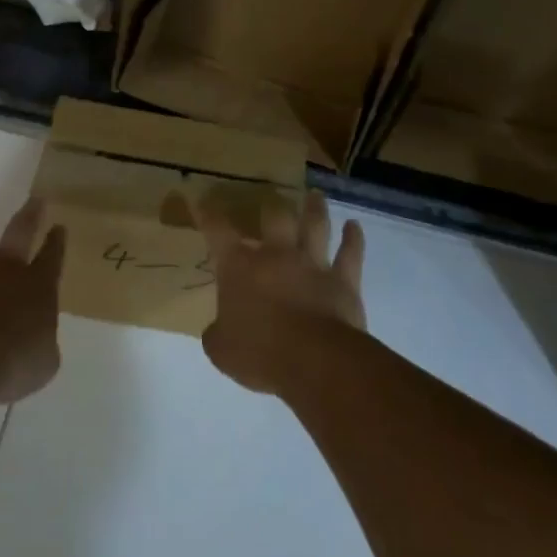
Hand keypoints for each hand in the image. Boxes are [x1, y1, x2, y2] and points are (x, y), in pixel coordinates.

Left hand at [0, 200, 64, 403]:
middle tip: (35, 200)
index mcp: (37, 286)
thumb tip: (36, 341)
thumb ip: (41, 345)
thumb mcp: (43, 362)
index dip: (57, 241)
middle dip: (30, 214)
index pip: (52, 256)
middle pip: (20, 231)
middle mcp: (4, 269)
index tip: (59, 226)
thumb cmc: (12, 364)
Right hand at [195, 190, 365, 396]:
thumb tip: (217, 330)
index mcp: (239, 267)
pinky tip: (354, 226)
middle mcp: (276, 255)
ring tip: (315, 195)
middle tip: (271, 197)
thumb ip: (217, 333)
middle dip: (271, 205)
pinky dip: (354, 238)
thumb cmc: (260, 353)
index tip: (202, 200)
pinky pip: (350, 253)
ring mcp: (312, 264)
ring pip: (315, 226)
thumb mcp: (222, 350)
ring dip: (314, 209)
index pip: (218, 231)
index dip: (208, 214)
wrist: (315, 361)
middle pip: (274, 217)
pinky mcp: (343, 280)